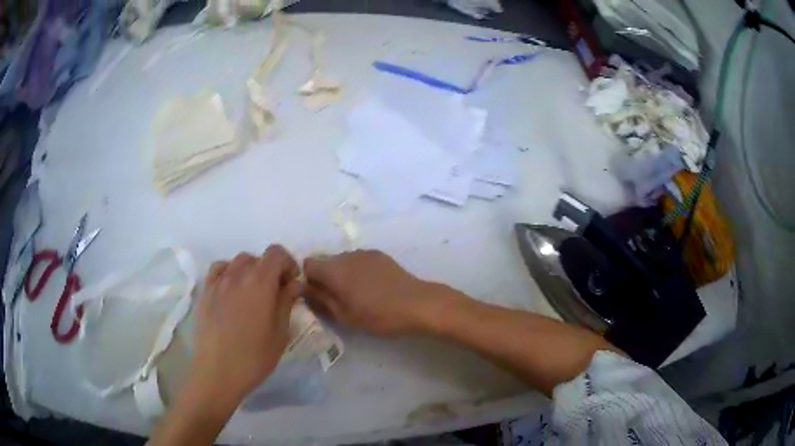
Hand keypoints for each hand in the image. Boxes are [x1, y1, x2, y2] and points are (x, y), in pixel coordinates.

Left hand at [192, 245, 301, 401]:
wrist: (218, 372)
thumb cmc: (254, 357)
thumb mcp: (280, 333)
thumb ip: (287, 302)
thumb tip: (295, 283)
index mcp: (260, 282)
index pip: (276, 253)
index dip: (288, 263)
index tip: (292, 282)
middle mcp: (238, 275)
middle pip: (258, 257)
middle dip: (271, 269)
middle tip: (276, 292)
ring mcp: (218, 282)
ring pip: (238, 261)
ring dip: (251, 270)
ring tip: (253, 292)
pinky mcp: (205, 291)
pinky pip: (219, 269)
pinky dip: (229, 272)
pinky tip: (232, 290)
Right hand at [303, 250, 437, 336]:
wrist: (417, 304)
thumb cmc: (378, 315)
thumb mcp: (344, 315)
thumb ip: (321, 300)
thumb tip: (305, 289)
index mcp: (334, 269)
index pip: (307, 264)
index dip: (308, 279)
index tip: (317, 295)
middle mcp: (346, 255)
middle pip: (325, 261)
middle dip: (325, 277)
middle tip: (337, 299)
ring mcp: (364, 252)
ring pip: (343, 260)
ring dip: (342, 274)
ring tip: (357, 294)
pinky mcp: (380, 255)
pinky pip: (359, 260)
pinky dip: (357, 270)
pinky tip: (372, 287)